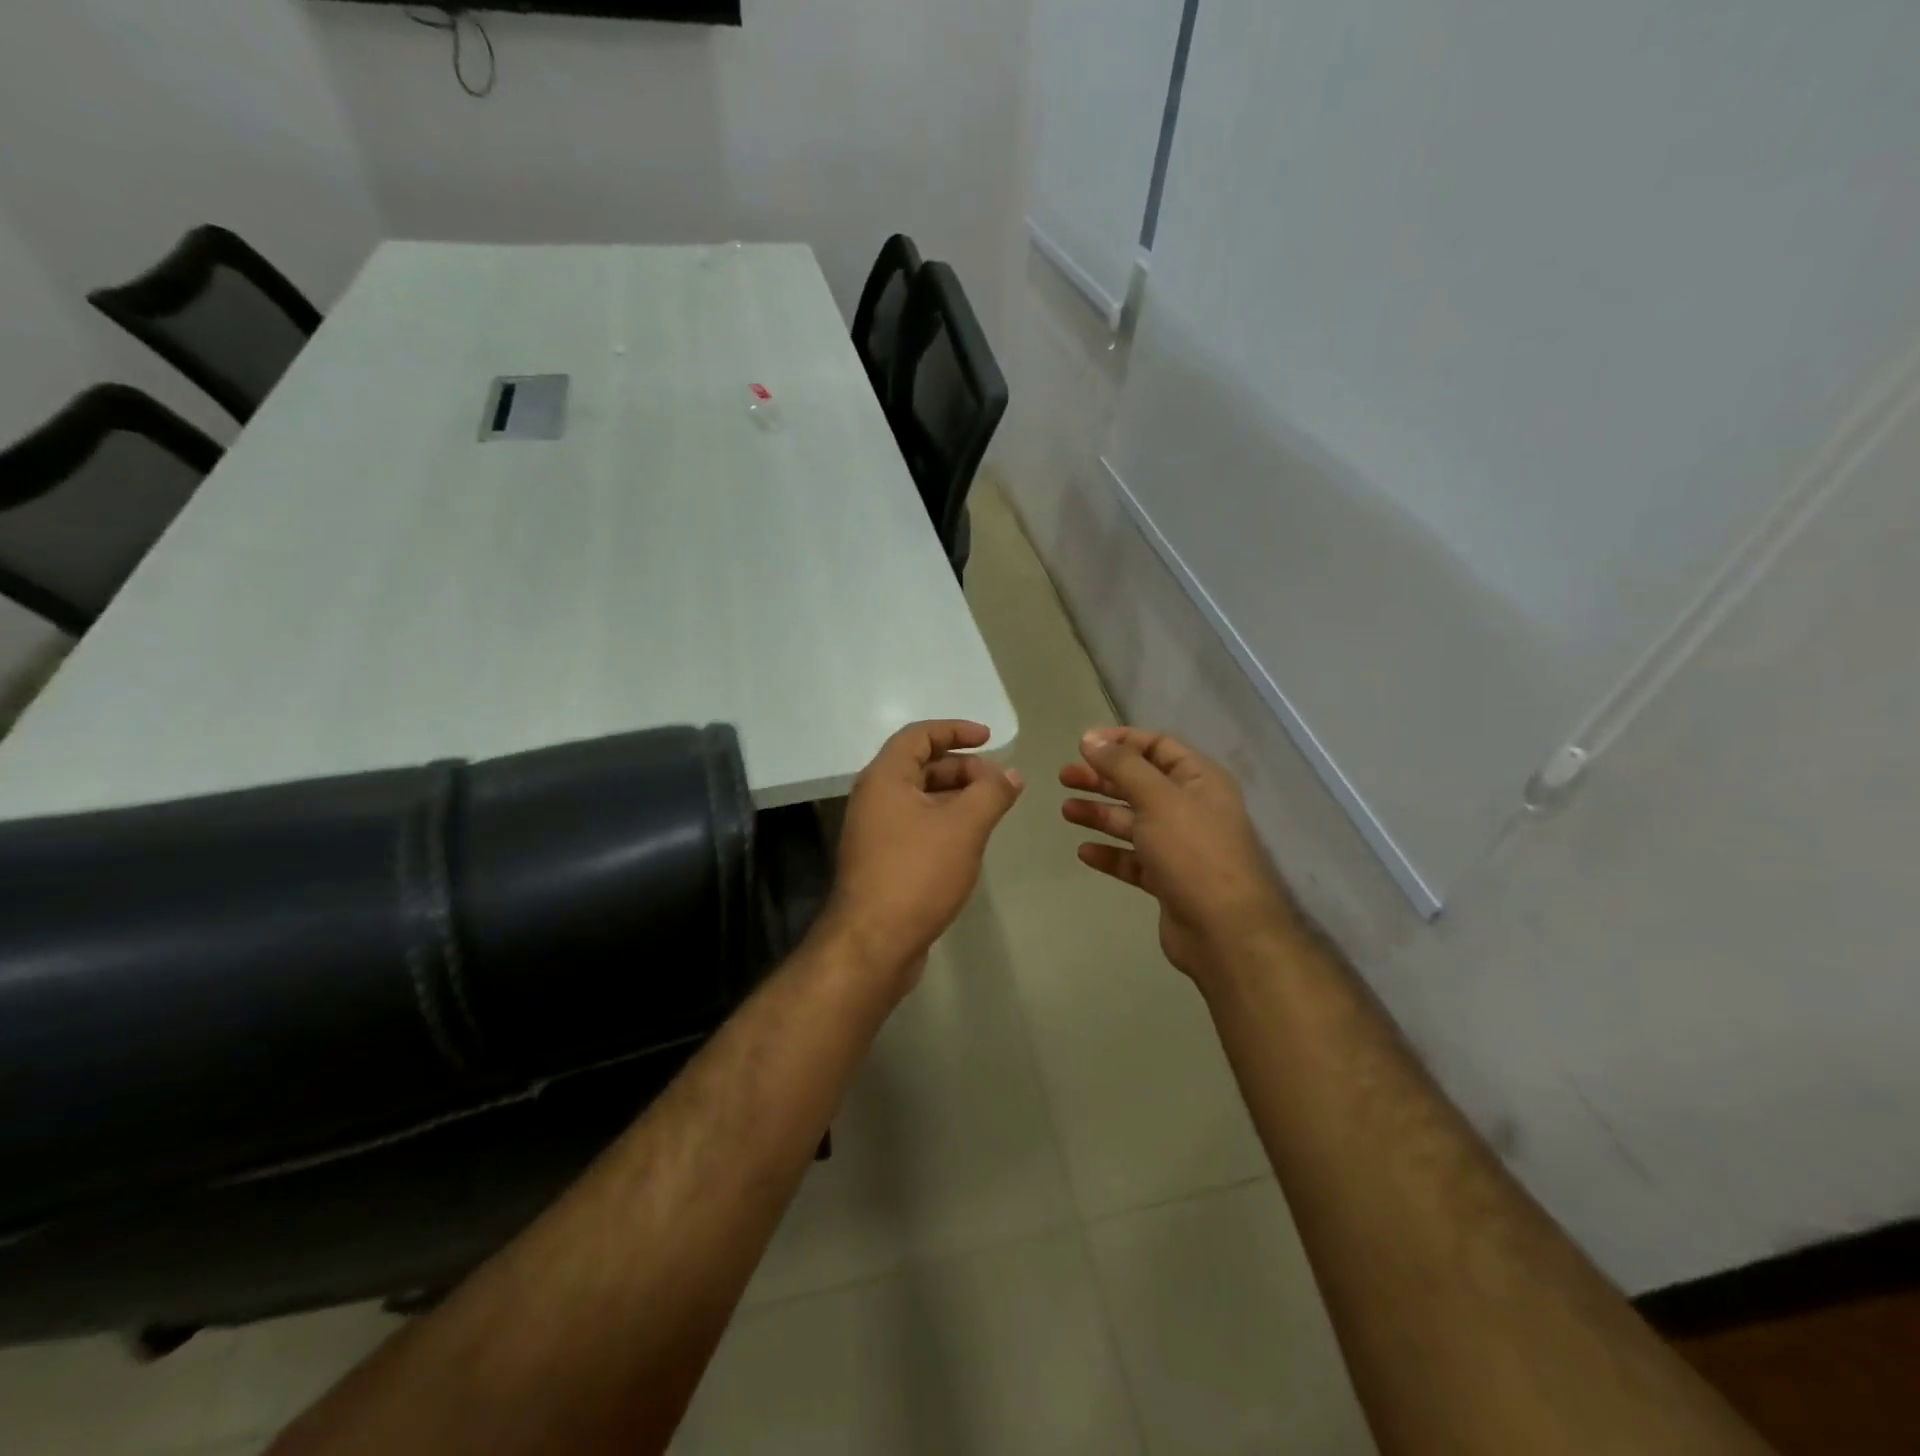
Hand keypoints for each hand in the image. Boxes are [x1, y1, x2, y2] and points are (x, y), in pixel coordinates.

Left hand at [821, 720, 1023, 991]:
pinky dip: (944, 822)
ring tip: (991, 810)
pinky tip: (969, 841)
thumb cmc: (917, 873)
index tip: (989, 739)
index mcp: (885, 778)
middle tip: (998, 783)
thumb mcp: (964, 826)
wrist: (874, 942)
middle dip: (962, 768)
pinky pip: (916, 826)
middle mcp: (874, 798)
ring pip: (920, 799)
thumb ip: (991, 793)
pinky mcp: (882, 860)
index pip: (919, 736)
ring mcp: (875, 831)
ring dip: (956, 797)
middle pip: (920, 766)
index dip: (955, 730)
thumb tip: (1010, 774)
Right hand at [1061, 728, 1296, 987]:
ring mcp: (1180, 846)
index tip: (1083, 744)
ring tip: (1066, 811)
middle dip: (1102, 778)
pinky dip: (1110, 853)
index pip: (1158, 746)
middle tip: (1064, 777)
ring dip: (1100, 814)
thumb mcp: (1157, 798)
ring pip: (1134, 822)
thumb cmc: (1193, 852)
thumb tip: (1090, 738)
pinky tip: (1084, 852)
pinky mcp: (1168, 879)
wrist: (1225, 930)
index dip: (1121, 741)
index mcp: (1199, 780)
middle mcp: (1191, 808)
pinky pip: (1134, 859)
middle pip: (1140, 784)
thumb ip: (1122, 765)